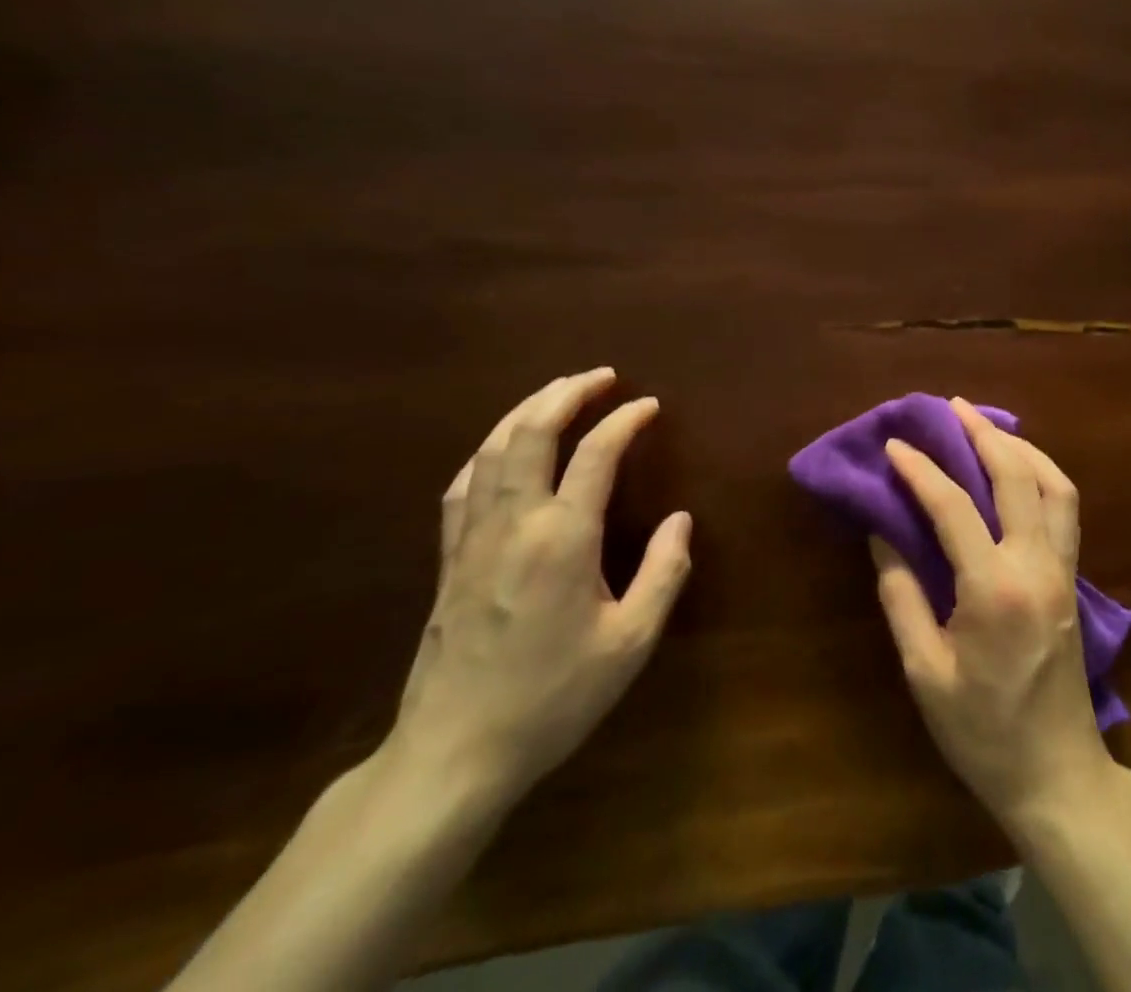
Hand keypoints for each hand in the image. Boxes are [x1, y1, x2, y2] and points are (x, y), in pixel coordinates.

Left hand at [388, 368, 691, 811]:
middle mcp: (514, 523)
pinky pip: (464, 483)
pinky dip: (488, 450)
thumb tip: (681, 521)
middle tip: (601, 376)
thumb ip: (664, 573)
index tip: (649, 406)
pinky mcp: (449, 558)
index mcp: (562, 538)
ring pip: (491, 449)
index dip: (625, 421)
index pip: (596, 454)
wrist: (454, 754)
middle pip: (531, 432)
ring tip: (557, 392)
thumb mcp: (630, 643)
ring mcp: (472, 538)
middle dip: (567, 393)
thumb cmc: (553, 698)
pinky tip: (500, 447)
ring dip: (526, 410)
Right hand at [874, 398, 1117, 834]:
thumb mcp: (925, 672)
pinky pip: (1065, 508)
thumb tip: (884, 534)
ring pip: (1055, 484)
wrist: (1056, 773)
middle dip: (982, 434)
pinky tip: (1020, 469)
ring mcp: (1063, 568)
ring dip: (1022, 446)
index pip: (955, 507)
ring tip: (988, 427)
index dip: (921, 470)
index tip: (895, 445)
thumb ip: (902, 596)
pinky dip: (1043, 474)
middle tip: (951, 407)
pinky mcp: (1073, 577)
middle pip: (1016, 476)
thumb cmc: (982, 732)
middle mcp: (1037, 564)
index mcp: (995, 588)